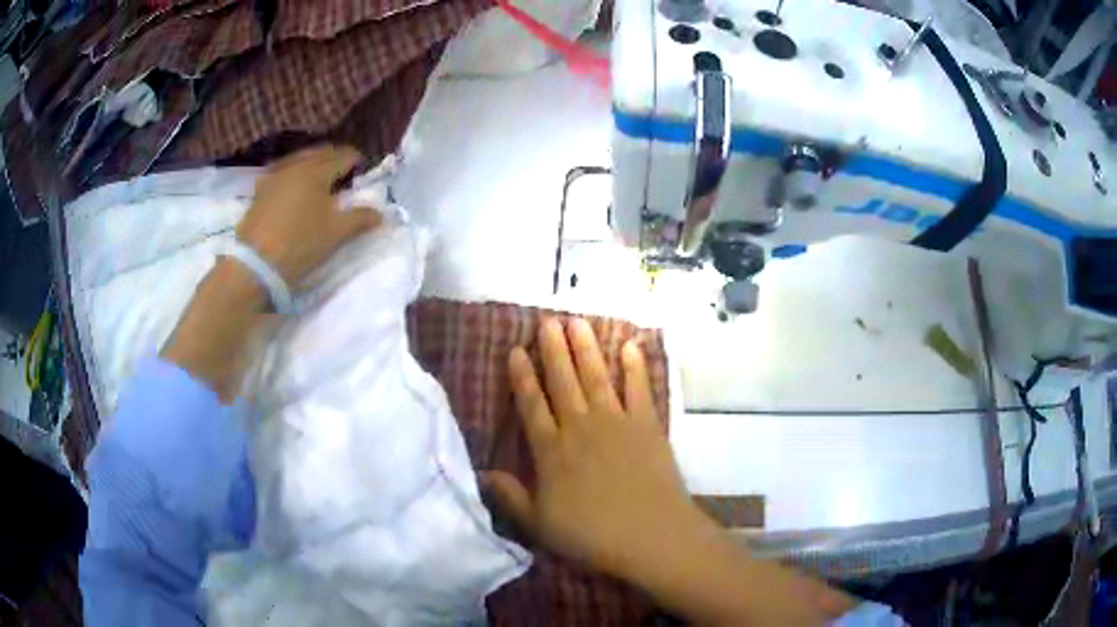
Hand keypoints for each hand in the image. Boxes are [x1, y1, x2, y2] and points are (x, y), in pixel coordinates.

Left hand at [163, 146, 378, 401]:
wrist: (254, 266)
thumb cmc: (300, 244)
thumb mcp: (336, 233)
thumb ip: (361, 218)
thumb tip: (382, 214)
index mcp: (317, 170)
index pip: (343, 156)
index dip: (356, 162)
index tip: (364, 171)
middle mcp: (295, 165)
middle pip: (320, 153)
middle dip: (335, 159)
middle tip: (345, 173)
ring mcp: (274, 177)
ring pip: (300, 161)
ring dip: (314, 165)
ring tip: (322, 180)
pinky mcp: (260, 192)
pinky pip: (284, 173)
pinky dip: (295, 175)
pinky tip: (296, 188)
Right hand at [484, 318, 710, 577]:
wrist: (649, 535)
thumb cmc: (590, 534)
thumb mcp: (539, 524)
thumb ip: (510, 496)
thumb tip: (482, 473)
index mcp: (551, 451)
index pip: (531, 405)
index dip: (522, 377)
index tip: (516, 350)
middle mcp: (581, 428)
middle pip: (564, 381)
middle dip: (554, 349)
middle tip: (547, 320)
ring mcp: (617, 423)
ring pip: (597, 377)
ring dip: (587, 348)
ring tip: (578, 322)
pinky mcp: (647, 425)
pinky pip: (639, 389)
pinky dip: (635, 367)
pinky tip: (629, 346)